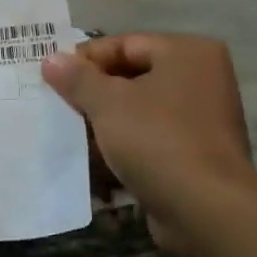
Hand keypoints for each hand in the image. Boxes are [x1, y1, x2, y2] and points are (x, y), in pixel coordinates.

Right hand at [42, 34, 256, 256]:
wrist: (206, 211)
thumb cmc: (157, 140)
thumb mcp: (108, 103)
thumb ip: (77, 78)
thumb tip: (51, 58)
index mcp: (187, 53)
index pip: (125, 44)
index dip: (85, 59)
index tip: (52, 78)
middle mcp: (201, 79)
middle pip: (132, 76)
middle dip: (93, 93)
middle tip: (58, 105)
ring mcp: (202, 119)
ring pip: (139, 111)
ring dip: (105, 122)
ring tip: (71, 133)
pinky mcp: (196, 155)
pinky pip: (151, 139)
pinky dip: (124, 146)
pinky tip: (95, 161)